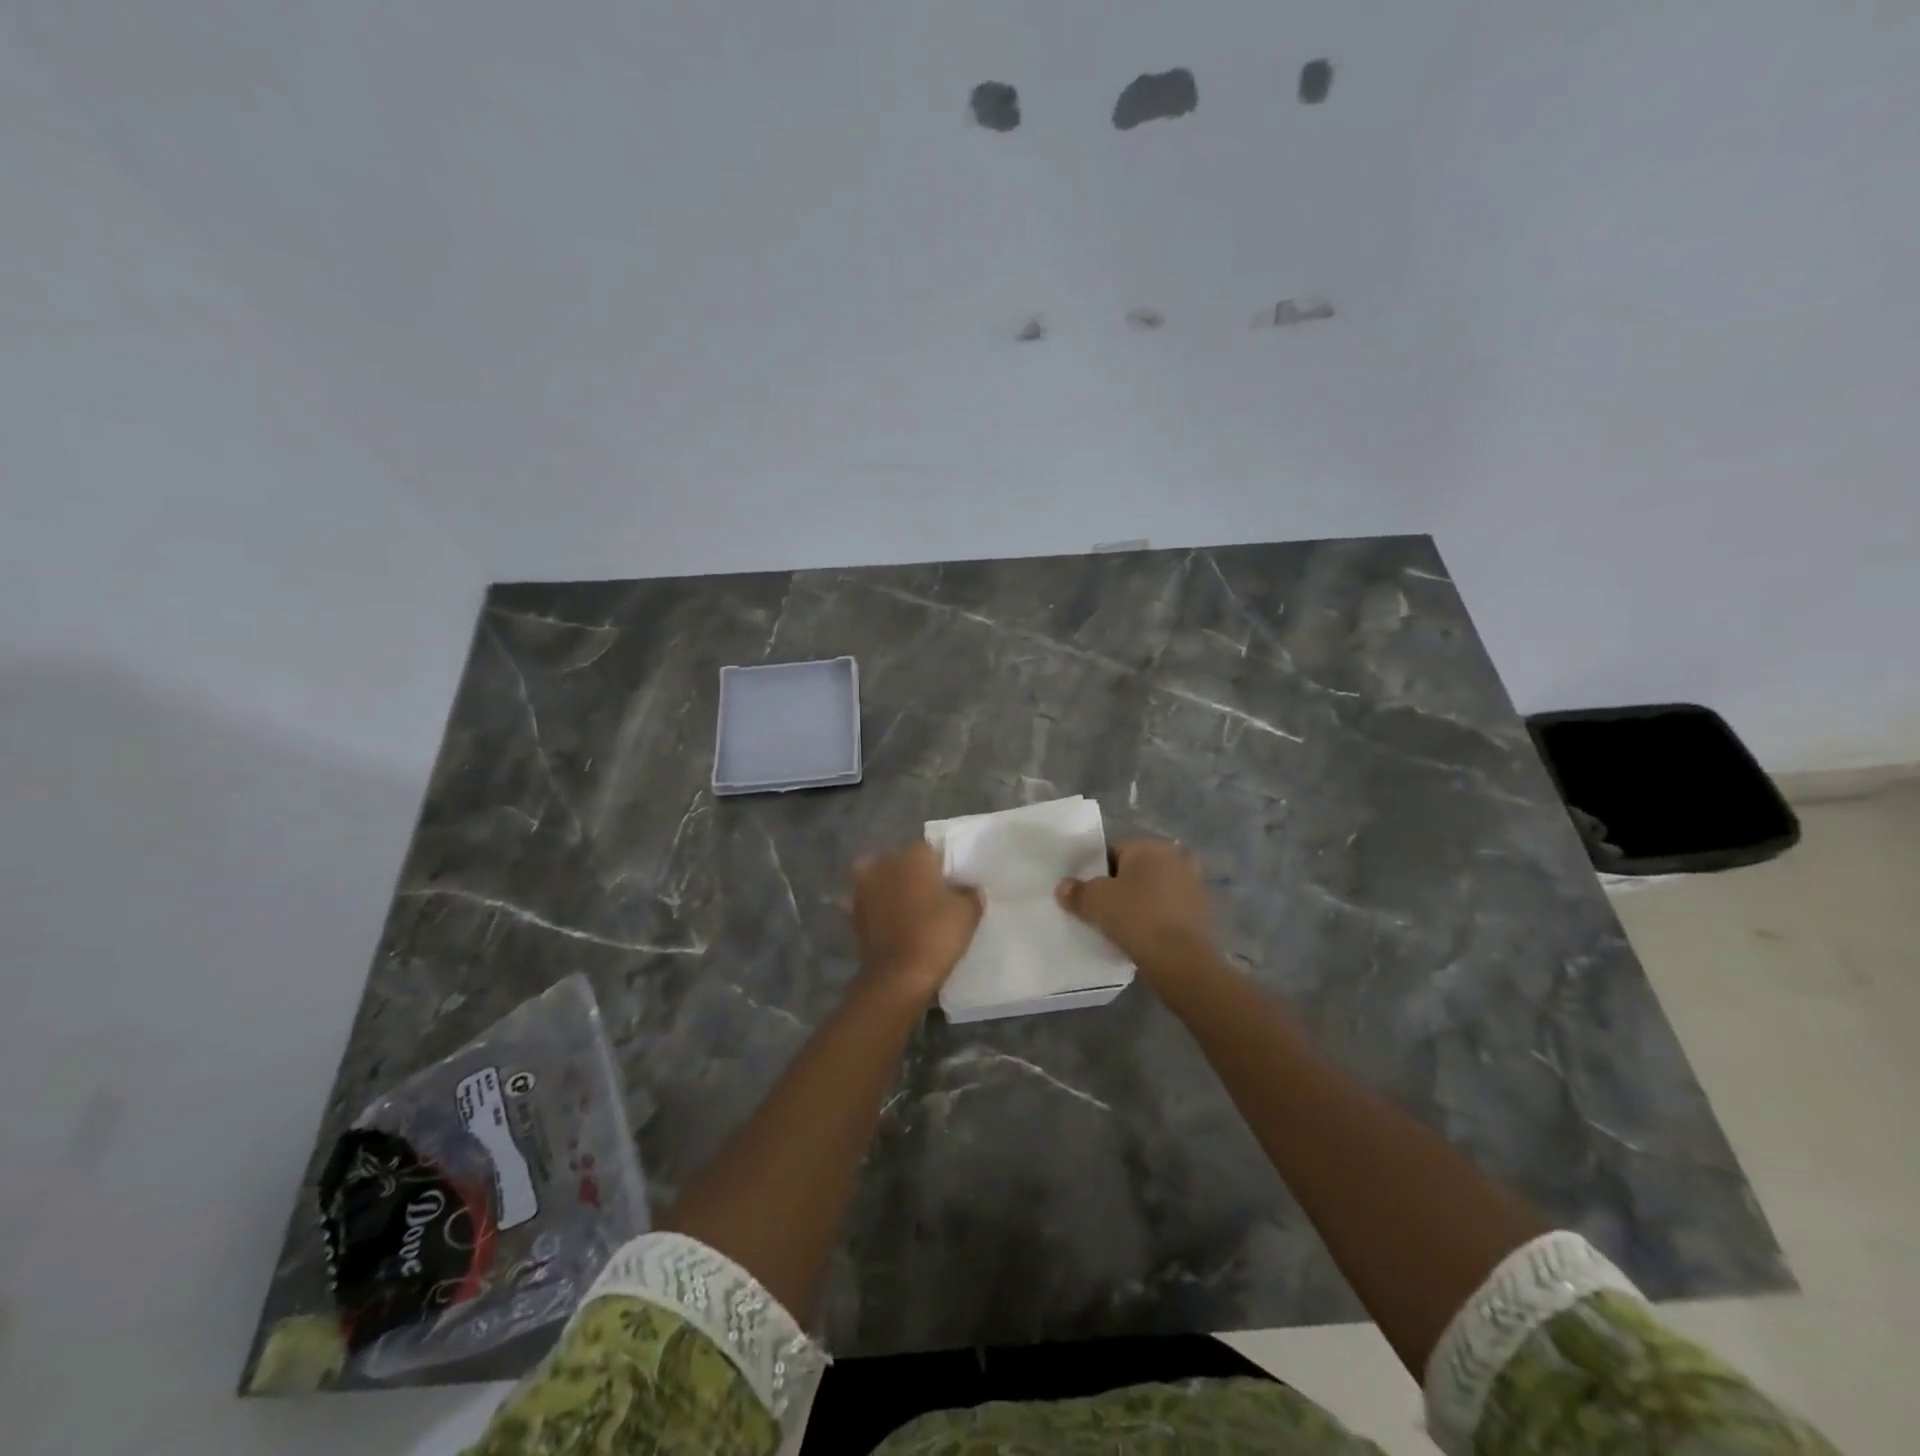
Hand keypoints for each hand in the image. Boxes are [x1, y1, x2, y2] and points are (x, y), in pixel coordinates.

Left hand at [848, 841, 982, 1007]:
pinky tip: (887, 921)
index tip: (951, 884)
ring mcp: (864, 886)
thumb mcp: (969, 912)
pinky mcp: (853, 911)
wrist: (898, 975)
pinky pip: (869, 903)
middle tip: (930, 895)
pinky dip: (876, 908)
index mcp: (914, 855)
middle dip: (913, 873)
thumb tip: (967, 888)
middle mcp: (885, 862)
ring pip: (881, 878)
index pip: (931, 851)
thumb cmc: (936, 934)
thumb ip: (970, 893)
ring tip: (907, 907)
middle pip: (902, 861)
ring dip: (890, 887)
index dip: (942, 867)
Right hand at [1056, 837, 1211, 974]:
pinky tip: (1145, 934)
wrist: (1178, 957)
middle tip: (1104, 907)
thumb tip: (1063, 887)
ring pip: (1156, 887)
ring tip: (1124, 922)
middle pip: (1138, 868)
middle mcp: (1175, 856)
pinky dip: (1159, 915)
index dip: (1097, 870)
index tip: (1088, 892)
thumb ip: (1076, 891)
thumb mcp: (1094, 902)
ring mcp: (1193, 883)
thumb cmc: (1134, 916)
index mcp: (1149, 846)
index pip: (1114, 850)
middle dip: (1123, 883)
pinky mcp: (1202, 909)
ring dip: (1143, 899)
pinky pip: (1171, 907)